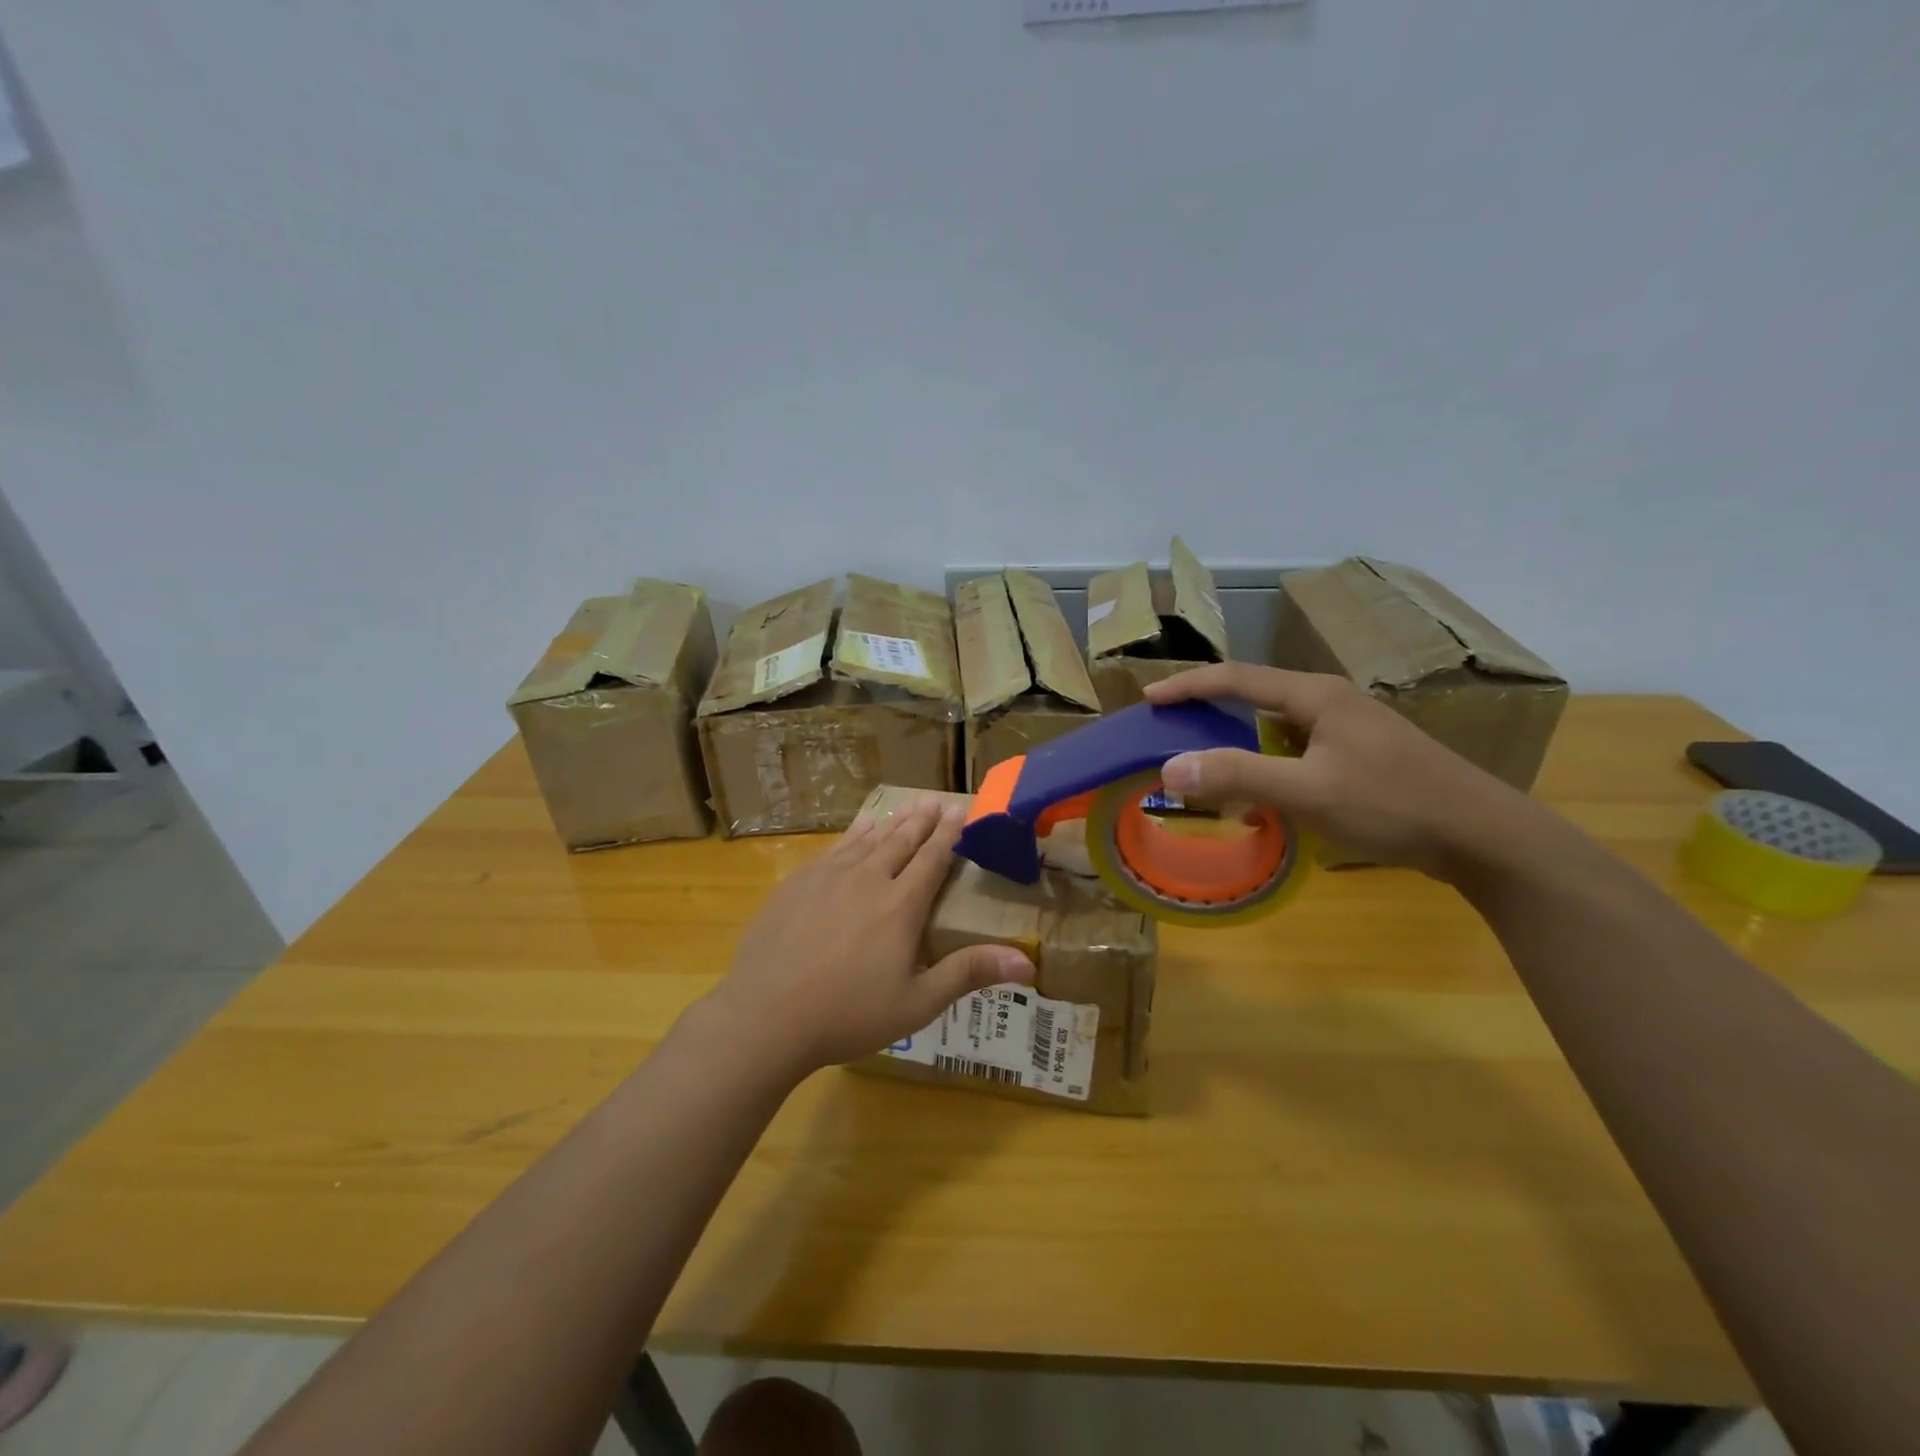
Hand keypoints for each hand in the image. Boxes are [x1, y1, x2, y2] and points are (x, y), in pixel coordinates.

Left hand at [703, 798, 1034, 1077]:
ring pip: (868, 840)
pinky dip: (853, 834)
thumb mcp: (916, 1003)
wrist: (765, 1016)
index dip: (948, 834)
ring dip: (891, 822)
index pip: (931, 859)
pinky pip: (834, 848)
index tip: (959, 810)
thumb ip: (968, 974)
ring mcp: (828, 878)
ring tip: (907, 807)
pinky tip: (858, 829)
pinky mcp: (797, 883)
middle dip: (922, 820)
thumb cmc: (847, 1015)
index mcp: (900, 906)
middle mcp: (868, 880)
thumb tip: (1027, 961)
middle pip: (901, 841)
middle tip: (936, 800)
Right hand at [1144, 664, 1546, 880]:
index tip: (1148, 698)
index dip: (1188, 685)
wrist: (1481, 835)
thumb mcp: (1307, 792)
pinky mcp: (1362, 754)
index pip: (1236, 678)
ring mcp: (1350, 727)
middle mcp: (1330, 700)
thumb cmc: (1392, 804)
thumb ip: (1238, 775)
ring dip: (1238, 737)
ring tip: (1207, 759)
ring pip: (1277, 722)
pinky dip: (1266, 759)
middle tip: (1171, 727)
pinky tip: (1262, 788)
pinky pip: (1297, 746)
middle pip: (1255, 693)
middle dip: (1209, 707)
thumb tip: (1170, 767)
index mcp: (1315, 696)